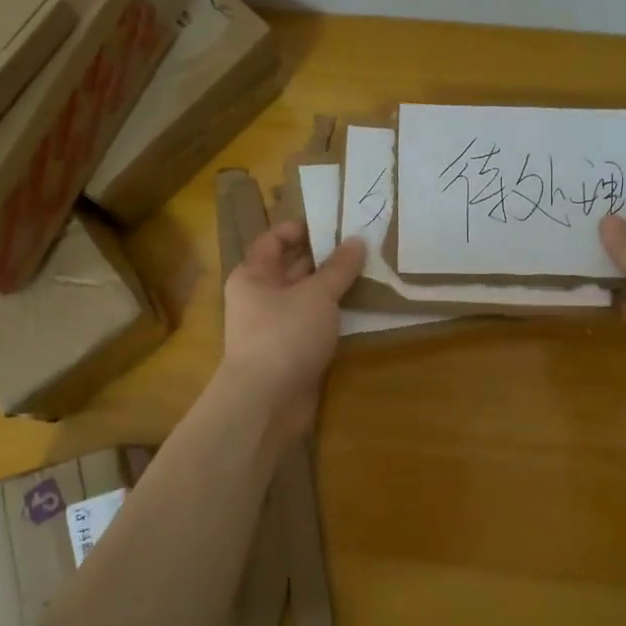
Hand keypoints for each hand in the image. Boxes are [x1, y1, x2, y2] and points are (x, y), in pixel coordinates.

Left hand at [221, 221, 365, 425]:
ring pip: (307, 296)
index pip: (275, 239)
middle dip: (326, 256)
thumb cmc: (285, 335)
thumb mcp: (317, 295)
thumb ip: (339, 268)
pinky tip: (362, 306)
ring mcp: (275, 325)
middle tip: (363, 243)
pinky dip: (334, 313)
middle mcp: (260, 296)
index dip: (303, 228)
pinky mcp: (291, 350)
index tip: (337, 222)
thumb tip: (358, 240)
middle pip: (293, 266)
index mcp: (254, 274)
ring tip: (371, 269)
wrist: (266, 403)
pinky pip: (314, 322)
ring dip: (334, 286)